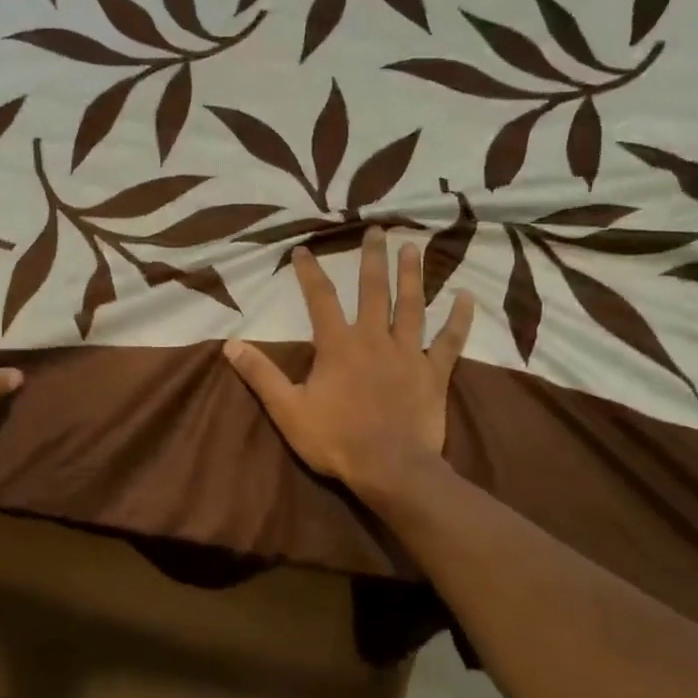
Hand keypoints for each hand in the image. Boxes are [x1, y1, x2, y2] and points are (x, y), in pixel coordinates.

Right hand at [223, 227, 472, 495]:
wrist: (390, 469)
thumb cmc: (336, 440)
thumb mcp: (288, 410)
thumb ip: (261, 375)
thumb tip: (230, 344)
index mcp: (338, 345)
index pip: (320, 299)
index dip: (310, 273)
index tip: (303, 249)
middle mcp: (374, 339)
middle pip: (374, 290)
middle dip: (373, 258)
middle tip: (377, 229)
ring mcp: (409, 354)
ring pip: (412, 306)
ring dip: (412, 275)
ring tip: (412, 247)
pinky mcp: (434, 373)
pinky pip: (450, 341)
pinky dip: (459, 319)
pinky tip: (468, 296)